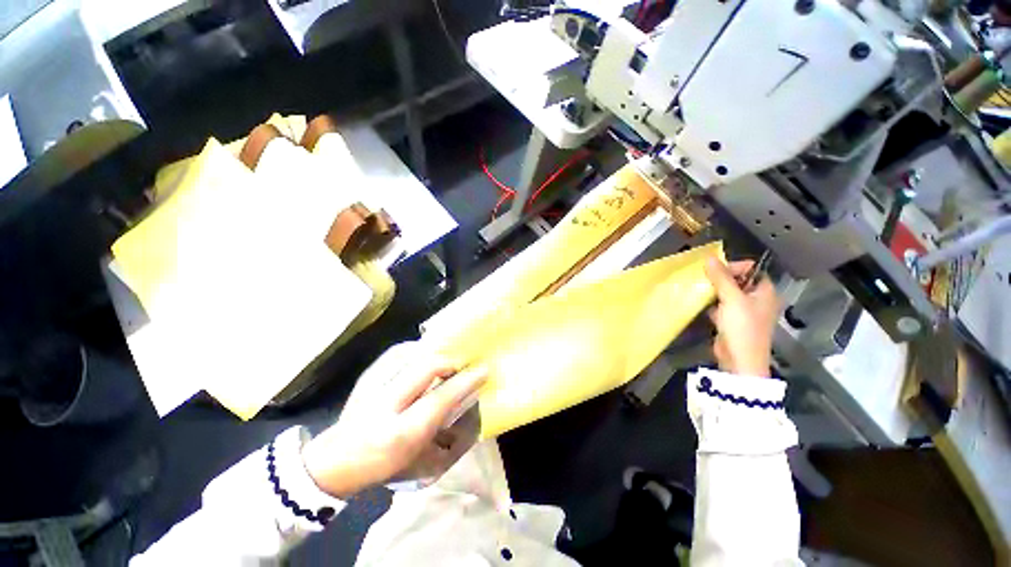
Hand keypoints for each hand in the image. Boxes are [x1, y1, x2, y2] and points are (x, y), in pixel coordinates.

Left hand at [301, 356, 486, 498]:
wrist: (333, 461)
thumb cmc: (380, 466)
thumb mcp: (418, 461)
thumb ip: (446, 438)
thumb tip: (467, 408)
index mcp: (403, 432)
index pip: (443, 397)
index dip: (467, 381)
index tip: (483, 370)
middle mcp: (389, 403)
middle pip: (428, 366)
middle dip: (451, 362)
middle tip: (462, 366)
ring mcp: (375, 386)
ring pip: (415, 356)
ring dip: (436, 357)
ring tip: (446, 365)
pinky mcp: (369, 376)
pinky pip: (401, 354)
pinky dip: (418, 354)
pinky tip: (423, 362)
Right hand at [704, 258, 779, 376]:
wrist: (739, 360)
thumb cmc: (742, 327)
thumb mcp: (732, 299)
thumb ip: (721, 277)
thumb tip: (709, 257)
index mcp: (765, 292)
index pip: (751, 270)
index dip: (734, 267)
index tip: (715, 270)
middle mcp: (757, 300)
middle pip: (738, 281)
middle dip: (721, 279)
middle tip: (704, 278)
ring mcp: (744, 312)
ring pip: (728, 294)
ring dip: (714, 291)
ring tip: (700, 288)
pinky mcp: (732, 322)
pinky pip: (721, 306)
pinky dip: (712, 303)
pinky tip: (701, 303)